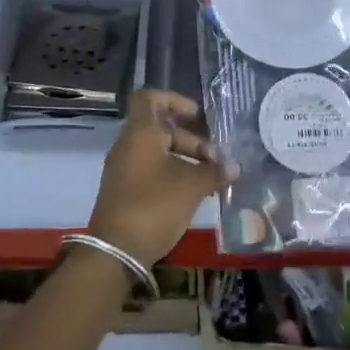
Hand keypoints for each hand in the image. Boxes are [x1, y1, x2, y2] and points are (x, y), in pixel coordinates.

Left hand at [88, 90, 230, 267]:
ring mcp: (124, 169)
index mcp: (140, 133)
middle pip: (160, 128)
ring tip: (210, 179)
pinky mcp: (124, 190)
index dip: (175, 100)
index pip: (150, 98)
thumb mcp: (191, 186)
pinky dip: (172, 174)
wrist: (115, 251)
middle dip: (191, 140)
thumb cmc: (154, 205)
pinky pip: (151, 170)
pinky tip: (194, 193)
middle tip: (215, 160)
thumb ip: (214, 172)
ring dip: (185, 159)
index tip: (198, 116)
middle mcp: (128, 145)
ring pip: (157, 151)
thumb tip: (234, 167)